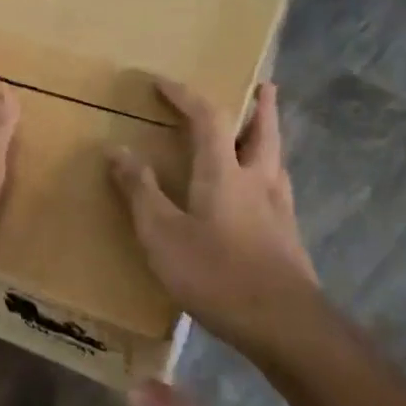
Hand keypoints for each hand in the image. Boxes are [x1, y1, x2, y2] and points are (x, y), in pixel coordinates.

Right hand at [109, 80, 318, 352]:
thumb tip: (118, 150)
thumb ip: (140, 191)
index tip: (161, 82)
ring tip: (260, 131)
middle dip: (259, 105)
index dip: (184, 95)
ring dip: (267, 136)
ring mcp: (279, 208)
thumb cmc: (215, 273)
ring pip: (276, 158)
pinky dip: (267, 171)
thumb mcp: (161, 234)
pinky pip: (277, 187)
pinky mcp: (288, 235)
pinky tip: (259, 192)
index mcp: (223, 171)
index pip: (207, 117)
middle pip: (262, 130)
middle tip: (261, 85)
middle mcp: (257, 179)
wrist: (284, 324)